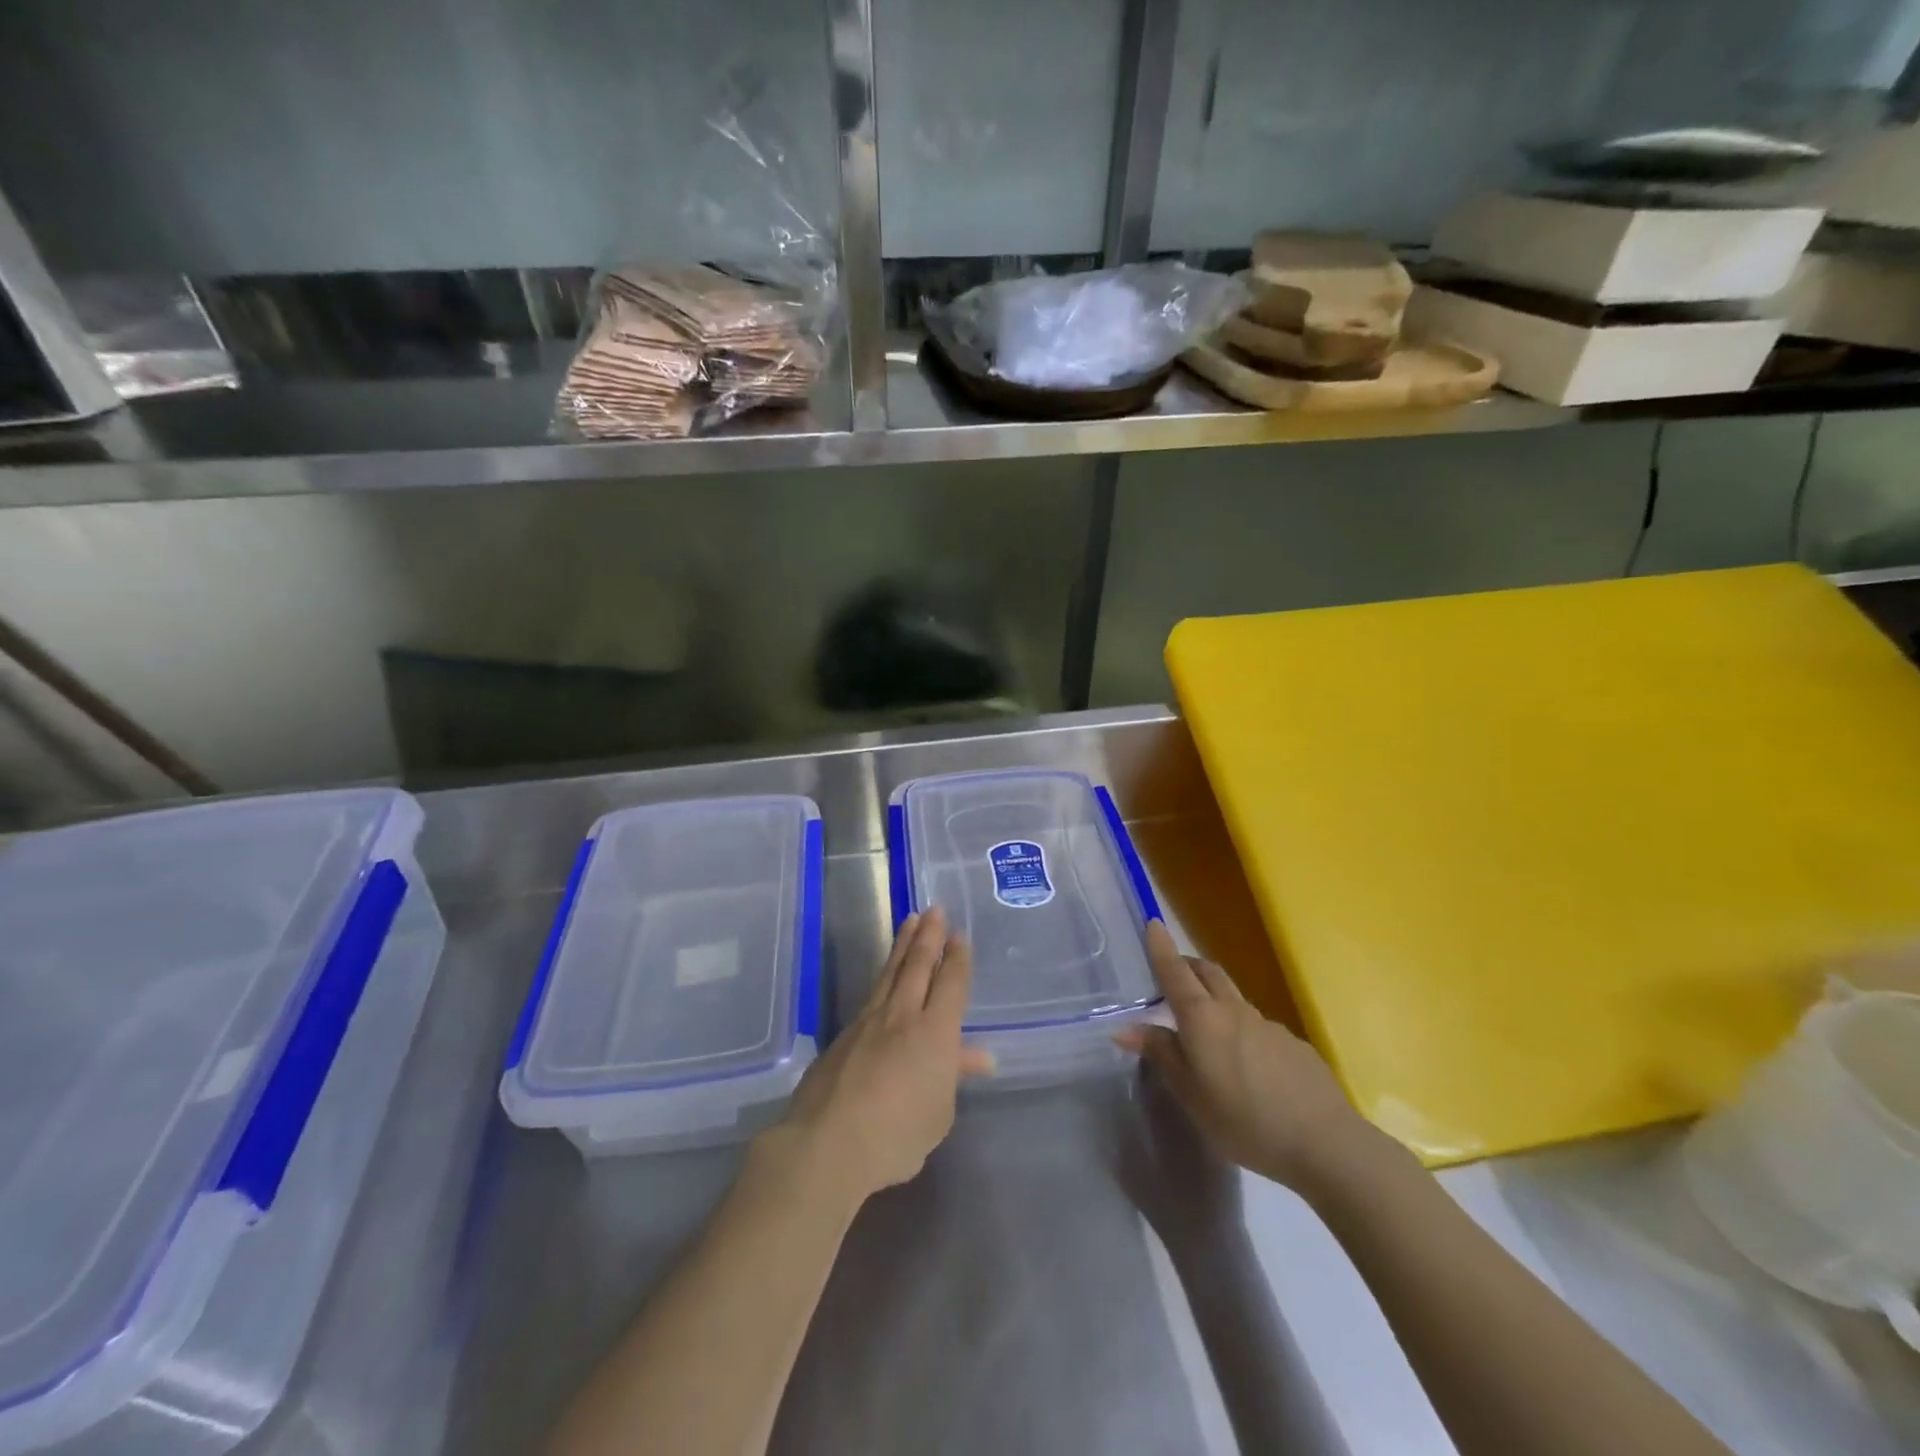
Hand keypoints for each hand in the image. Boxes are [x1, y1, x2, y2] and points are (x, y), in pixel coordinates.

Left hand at [766, 908, 990, 1206]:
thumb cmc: (896, 1135)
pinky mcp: (844, 1034)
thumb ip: (954, 1076)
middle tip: (935, 910)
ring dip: (903, 944)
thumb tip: (976, 1055)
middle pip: (918, 965)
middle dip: (929, 936)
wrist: (828, 1143)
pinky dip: (884, 974)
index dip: (957, 958)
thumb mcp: (939, 1114)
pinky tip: (885, 975)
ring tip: (911, 922)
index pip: (951, 983)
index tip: (959, 936)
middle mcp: (903, 1015)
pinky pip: (872, 993)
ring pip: (891, 972)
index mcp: (935, 1032)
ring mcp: (869, 1021)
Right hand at [1115, 921, 1377, 1194]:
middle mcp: (1233, 1010)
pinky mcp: (1293, 1044)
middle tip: (1172, 972)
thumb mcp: (1190, 1094)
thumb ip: (1161, 1055)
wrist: (1324, 1142)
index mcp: (1202, 1018)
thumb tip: (1126, 1028)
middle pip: (1207, 972)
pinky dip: (1240, 1029)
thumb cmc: (1244, 1120)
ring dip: (1214, 998)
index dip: (1161, 948)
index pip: (1174, 972)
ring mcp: (1267, 1025)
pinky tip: (1245, 1065)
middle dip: (1187, 965)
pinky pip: (1257, 1026)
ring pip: (1233, 998)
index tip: (1152, 923)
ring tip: (1205, 1028)